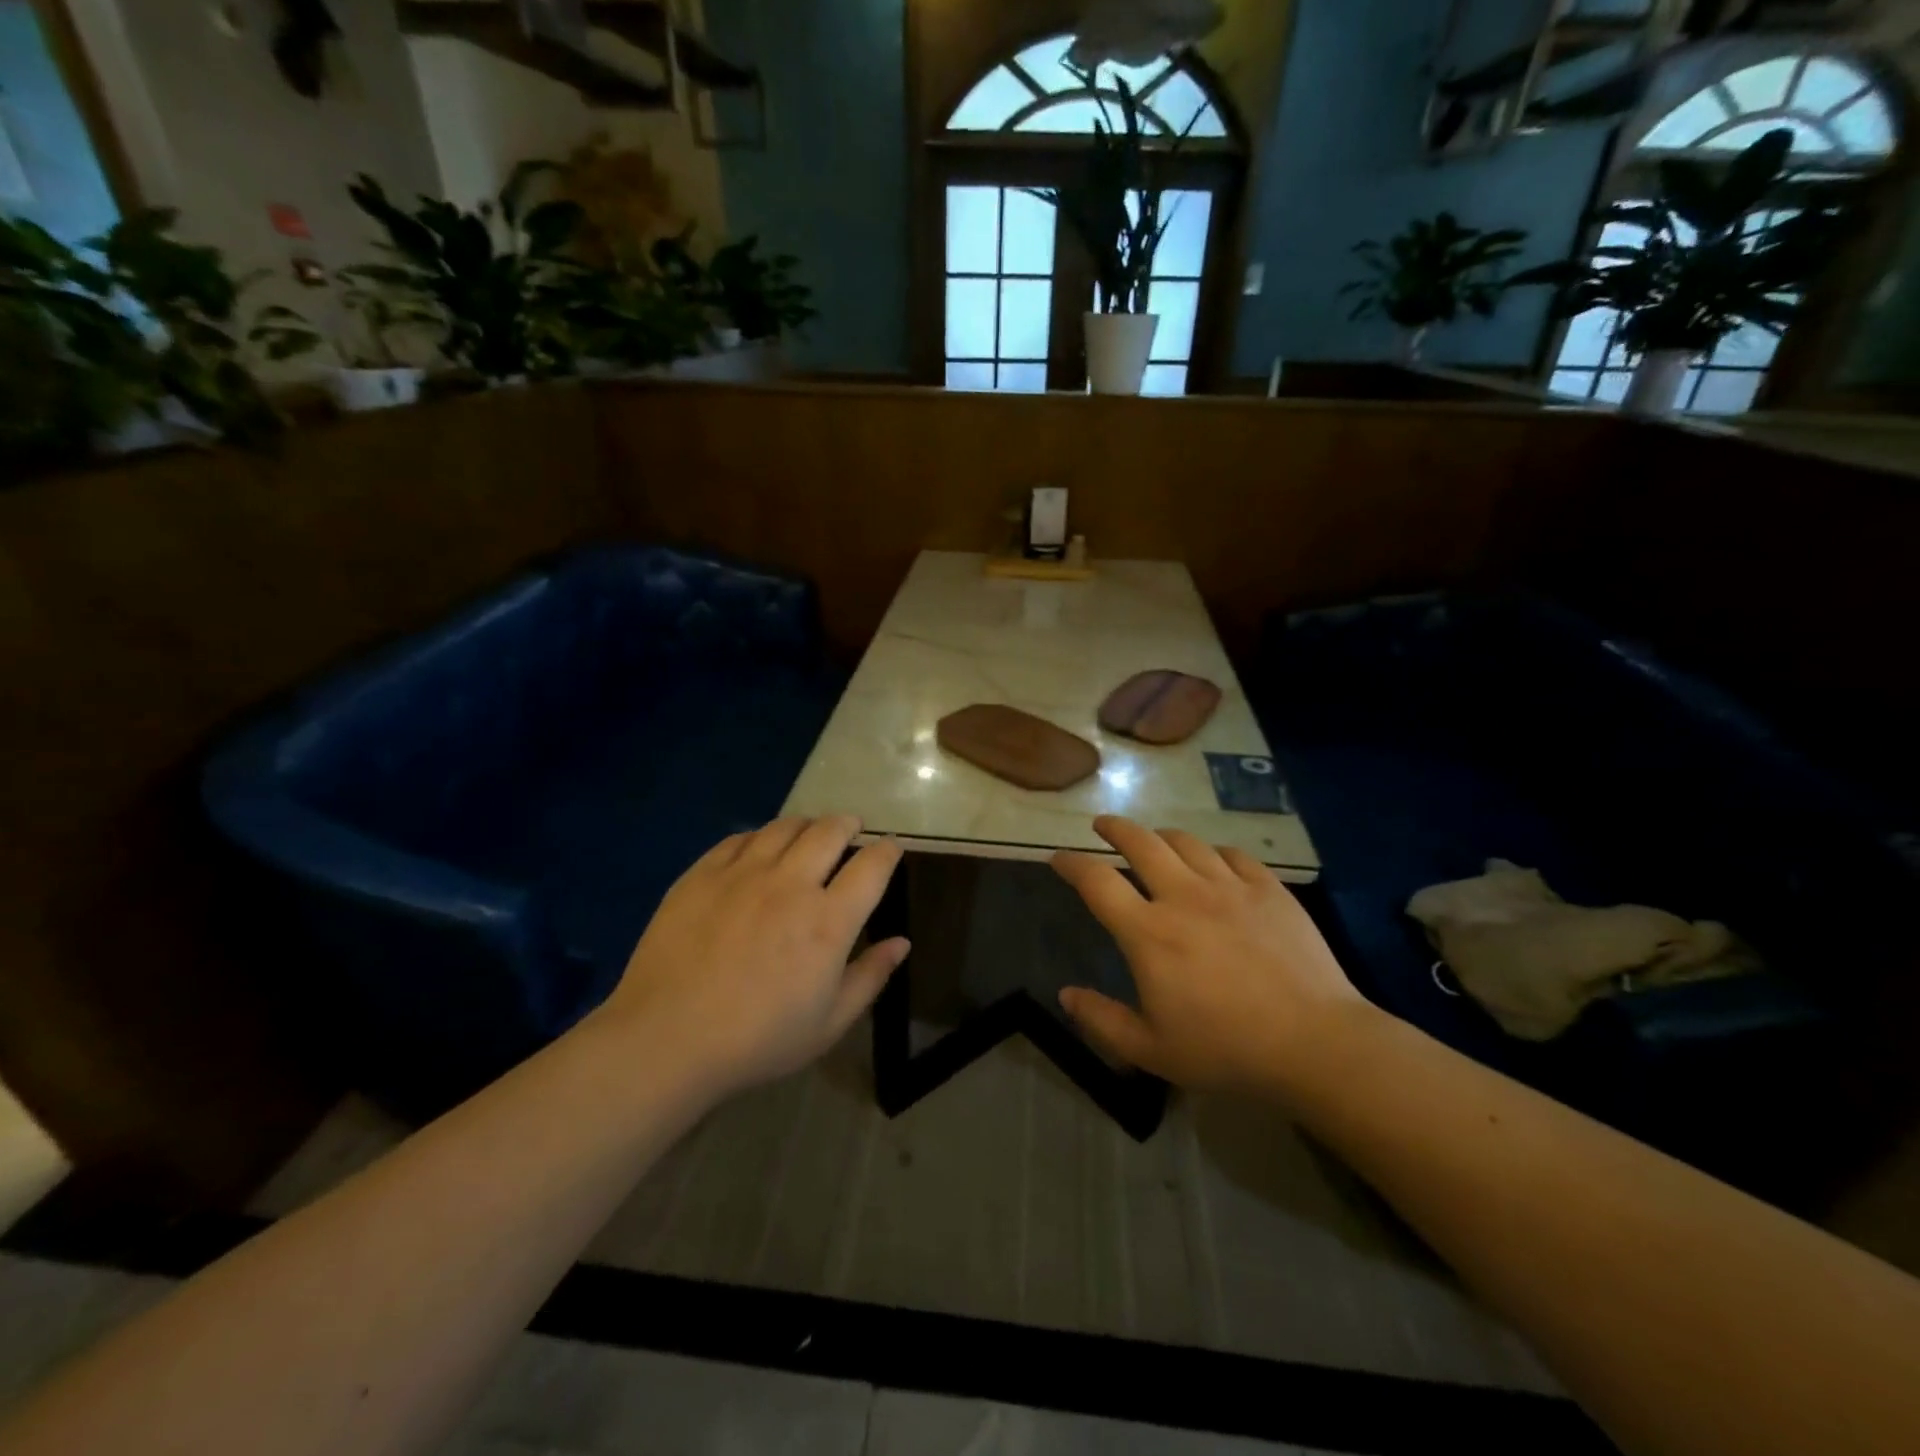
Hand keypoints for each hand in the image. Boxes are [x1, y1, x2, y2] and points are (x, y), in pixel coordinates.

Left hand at [595, 816, 907, 1097]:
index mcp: (829, 920)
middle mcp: (791, 884)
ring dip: (807, 824)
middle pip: (830, 831)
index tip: (890, 848)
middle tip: (851, 829)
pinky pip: (740, 838)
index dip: (887, 850)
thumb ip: (870, 976)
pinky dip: (760, 837)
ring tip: (809, 832)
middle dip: (848, 824)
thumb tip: (901, 942)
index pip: (872, 865)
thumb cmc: (758, 1040)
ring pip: (785, 826)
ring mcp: (743, 873)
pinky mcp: (703, 874)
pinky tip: (759, 848)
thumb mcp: (829, 1023)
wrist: (667, 1039)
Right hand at [1051, 817, 1367, 1093]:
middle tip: (1102, 825)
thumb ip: (1101, 1020)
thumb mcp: (1151, 1050)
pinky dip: (1212, 853)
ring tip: (1154, 840)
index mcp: (1148, 932)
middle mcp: (1183, 896)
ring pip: (1185, 841)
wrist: (1316, 1043)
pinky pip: (1232, 855)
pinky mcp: (1268, 889)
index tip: (1059, 858)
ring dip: (1160, 836)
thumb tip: (1065, 994)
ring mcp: (1229, 887)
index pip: (1096, 881)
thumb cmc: (1226, 1050)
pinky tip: (1212, 863)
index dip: (1071, 863)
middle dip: (1114, 828)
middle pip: (1140, 842)